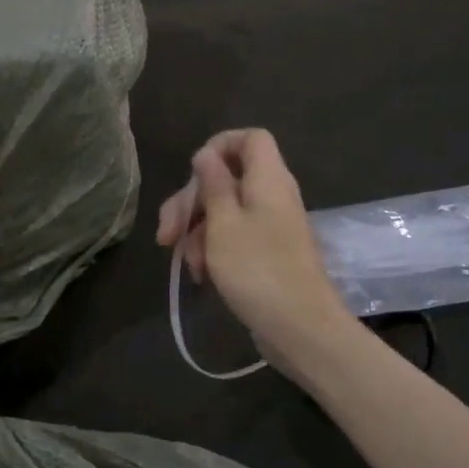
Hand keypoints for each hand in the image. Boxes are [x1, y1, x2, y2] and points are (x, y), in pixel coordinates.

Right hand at [156, 129, 350, 373]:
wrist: (300, 329)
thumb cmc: (258, 270)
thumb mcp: (223, 224)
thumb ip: (213, 184)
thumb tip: (206, 154)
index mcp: (268, 179)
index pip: (250, 138)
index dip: (219, 147)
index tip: (193, 174)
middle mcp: (271, 196)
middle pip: (226, 178)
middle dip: (191, 202)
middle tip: (167, 233)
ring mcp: (270, 226)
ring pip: (223, 211)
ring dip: (196, 232)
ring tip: (185, 264)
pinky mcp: (265, 253)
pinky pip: (232, 237)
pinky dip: (212, 250)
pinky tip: (199, 275)